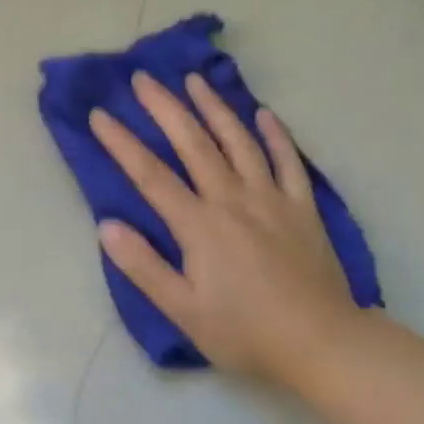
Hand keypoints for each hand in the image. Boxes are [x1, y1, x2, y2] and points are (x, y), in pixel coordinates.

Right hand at [90, 73, 364, 390]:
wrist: (323, 345)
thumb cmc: (244, 332)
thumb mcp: (182, 310)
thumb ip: (143, 266)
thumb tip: (107, 226)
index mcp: (199, 226)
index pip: (151, 175)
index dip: (122, 143)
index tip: (100, 115)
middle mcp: (233, 200)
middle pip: (194, 144)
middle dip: (165, 107)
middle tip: (144, 78)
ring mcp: (272, 200)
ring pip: (239, 142)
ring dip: (215, 108)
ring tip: (195, 80)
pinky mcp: (303, 208)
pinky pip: (288, 162)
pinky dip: (275, 135)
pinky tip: (263, 113)